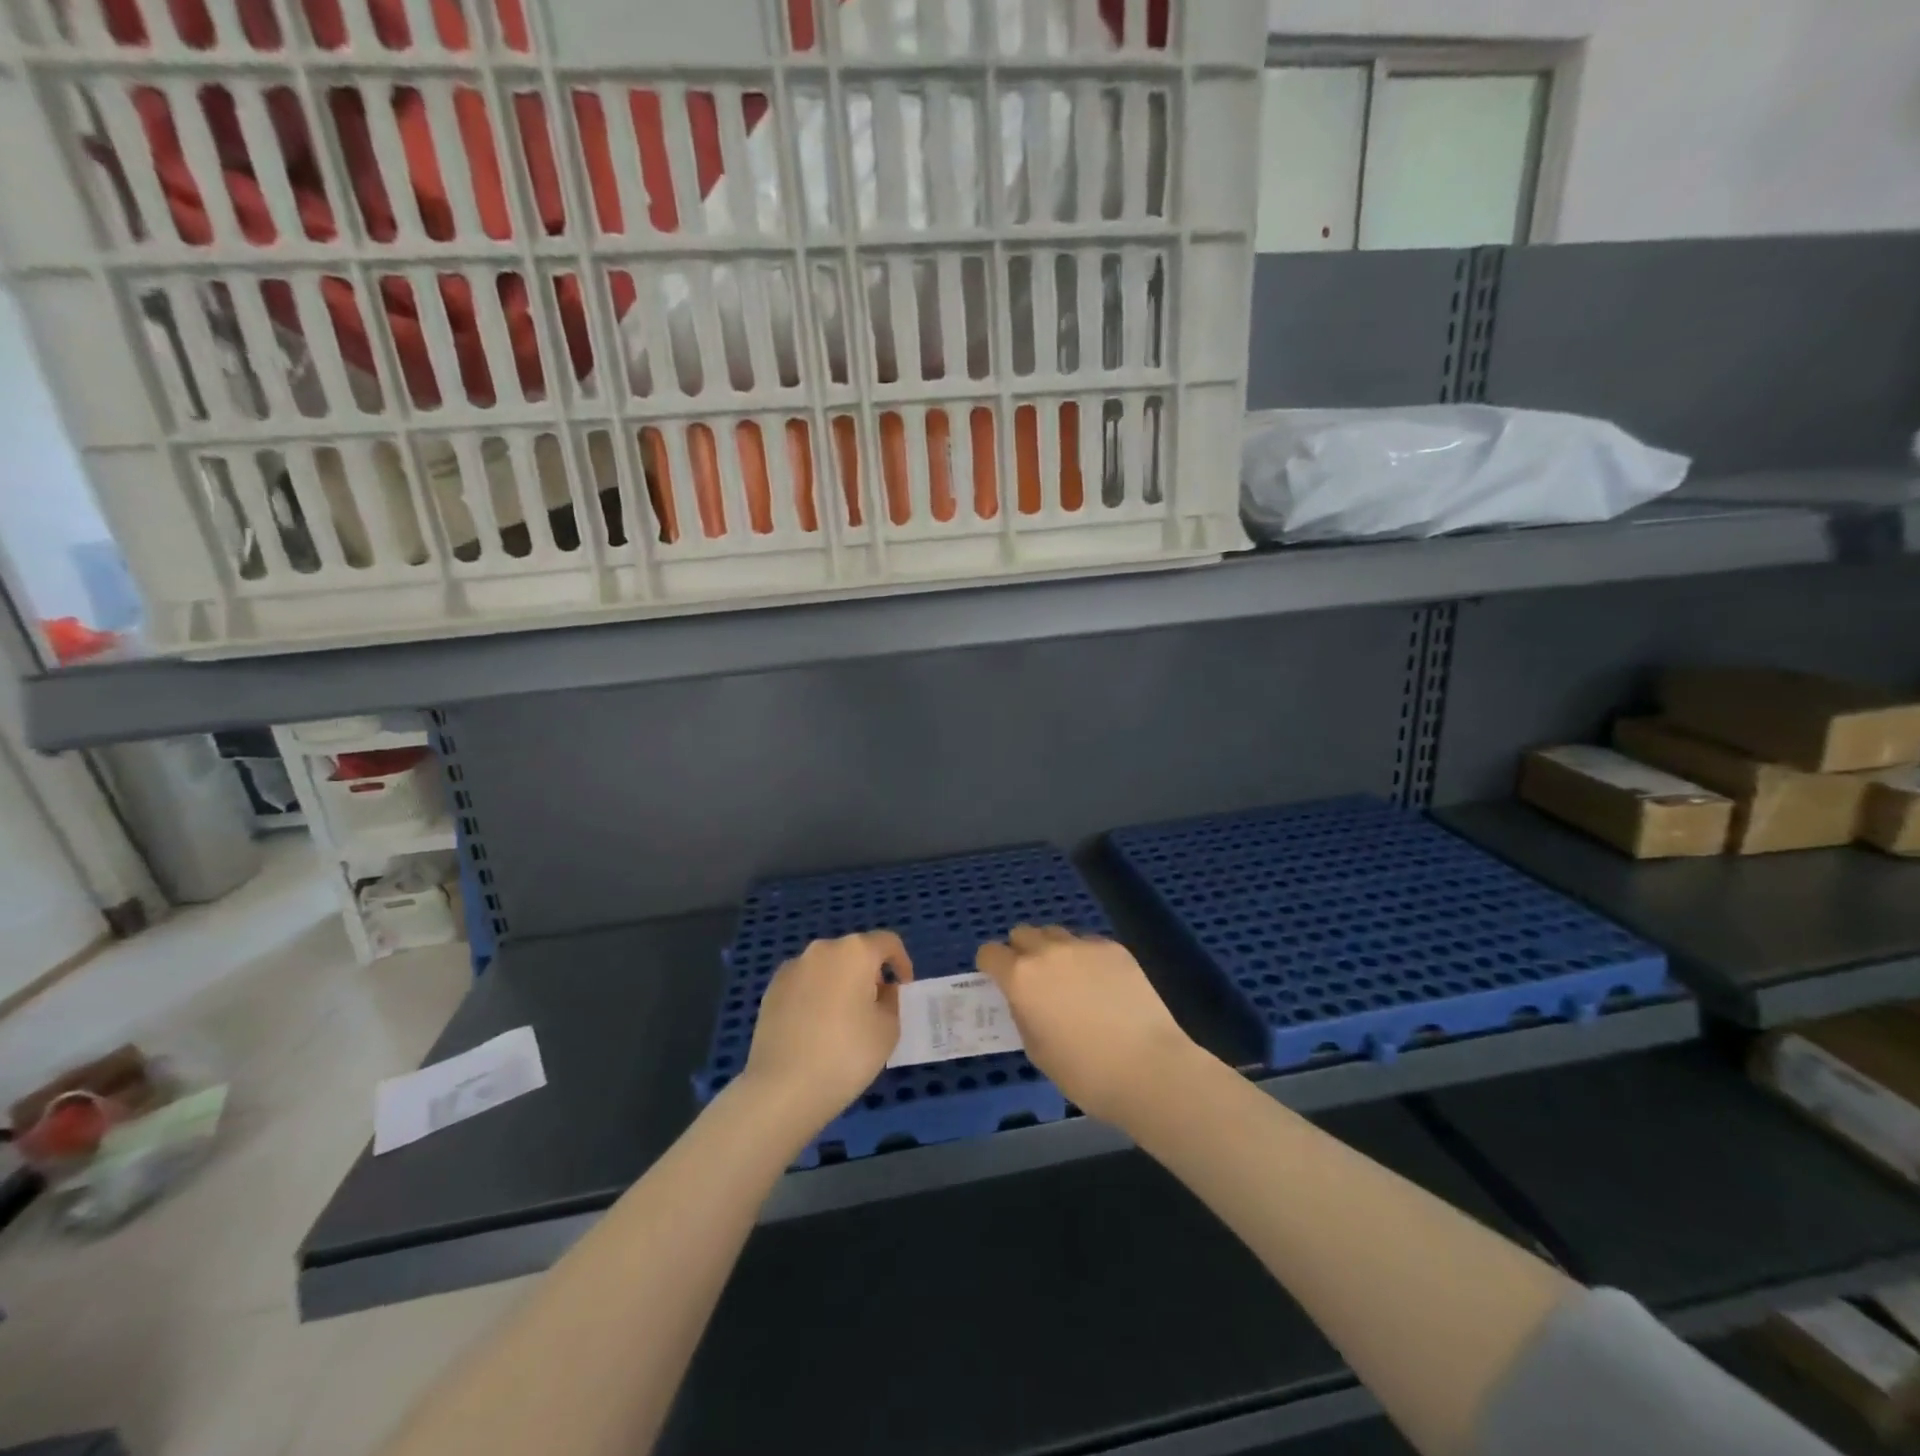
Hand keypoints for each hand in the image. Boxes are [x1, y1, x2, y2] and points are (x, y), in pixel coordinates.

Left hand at [742, 932, 912, 1138]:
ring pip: (827, 968)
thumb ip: (891, 1002)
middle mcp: (822, 950)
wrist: (782, 1088)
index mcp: (855, 951)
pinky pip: (804, 984)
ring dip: (841, 984)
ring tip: (843, 1021)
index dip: (902, 962)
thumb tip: (880, 992)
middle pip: (855, 953)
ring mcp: (792, 968)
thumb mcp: (888, 1030)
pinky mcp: (771, 990)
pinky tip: (815, 1029)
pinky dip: (816, 996)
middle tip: (875, 1007)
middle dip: (869, 974)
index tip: (903, 989)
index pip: (888, 942)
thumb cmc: (846, 1054)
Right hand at [975, 926, 1202, 1128]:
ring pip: (1055, 934)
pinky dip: (1085, 958)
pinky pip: (1088, 944)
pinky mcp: (1114, 948)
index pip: (990, 953)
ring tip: (1070, 981)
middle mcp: (1048, 951)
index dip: (991, 967)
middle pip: (1022, 934)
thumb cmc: (1085, 1073)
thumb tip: (1026, 1000)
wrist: (1148, 1068)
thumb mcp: (1037, 1050)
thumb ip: (1023, 1013)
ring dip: (1052, 951)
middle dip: (1021, 952)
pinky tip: (1102, 986)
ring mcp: (1083, 945)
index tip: (1000, 983)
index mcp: (1021, 977)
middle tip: (1035, 982)